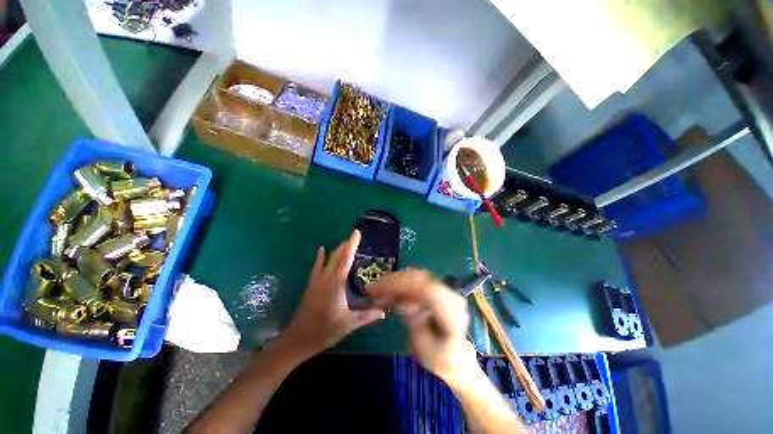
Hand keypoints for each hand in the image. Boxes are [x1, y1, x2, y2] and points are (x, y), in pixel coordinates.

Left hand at [281, 230, 384, 359]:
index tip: (357, 232)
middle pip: (337, 256)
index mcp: (336, 283)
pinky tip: (321, 250)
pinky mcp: (312, 285)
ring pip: (328, 259)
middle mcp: (326, 277)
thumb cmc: (325, 330)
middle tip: (355, 237)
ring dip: (337, 250)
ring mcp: (317, 280)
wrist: (298, 339)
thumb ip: (367, 316)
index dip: (352, 244)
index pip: (346, 259)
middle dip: (346, 245)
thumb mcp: (349, 323)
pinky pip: (317, 266)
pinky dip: (320, 257)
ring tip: (344, 242)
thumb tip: (384, 312)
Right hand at [368, 270, 478, 384]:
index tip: (381, 290)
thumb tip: (405, 303)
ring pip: (417, 276)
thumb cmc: (439, 358)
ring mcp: (445, 289)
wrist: (455, 356)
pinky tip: (389, 290)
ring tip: (378, 290)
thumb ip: (415, 324)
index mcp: (453, 313)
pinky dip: (400, 283)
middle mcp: (451, 295)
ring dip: (395, 281)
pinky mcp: (437, 288)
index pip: (427, 290)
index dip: (402, 286)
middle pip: (420, 279)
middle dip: (394, 281)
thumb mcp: (425, 349)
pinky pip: (416, 280)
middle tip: (373, 289)